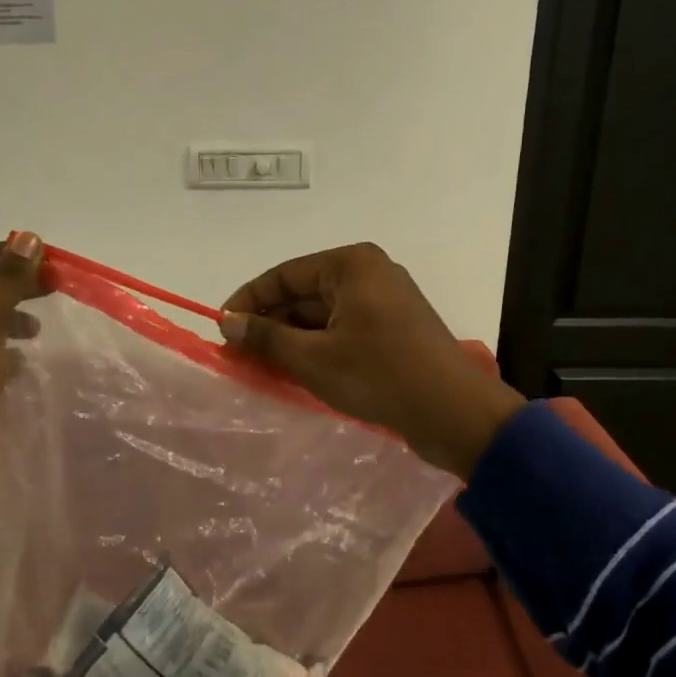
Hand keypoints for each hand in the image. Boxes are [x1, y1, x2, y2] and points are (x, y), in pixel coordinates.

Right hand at [219, 243, 526, 478]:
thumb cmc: (378, 375)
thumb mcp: (312, 358)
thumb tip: (227, 322)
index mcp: (351, 265)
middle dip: (270, 324)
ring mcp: (384, 301)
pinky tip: (295, 372)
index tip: (221, 328)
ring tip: (260, 367)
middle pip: (304, 293)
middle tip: (238, 354)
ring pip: (322, 315)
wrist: (453, 411)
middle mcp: (369, 273)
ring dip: (292, 339)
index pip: (284, 275)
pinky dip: (318, 348)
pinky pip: (343, 330)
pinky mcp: (393, 329)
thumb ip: (266, 337)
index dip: (248, 300)